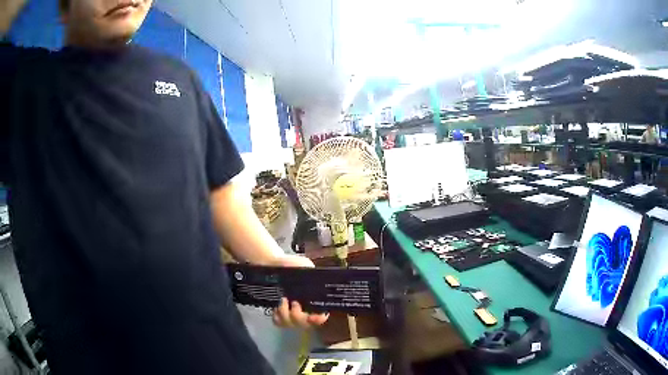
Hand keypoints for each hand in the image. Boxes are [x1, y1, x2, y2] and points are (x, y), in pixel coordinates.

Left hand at [270, 255, 329, 328]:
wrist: (274, 265)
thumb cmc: (291, 265)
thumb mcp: (303, 264)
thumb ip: (308, 269)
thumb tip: (310, 272)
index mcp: (315, 299)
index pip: (321, 316)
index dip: (318, 319)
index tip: (312, 316)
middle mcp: (305, 310)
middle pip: (305, 324)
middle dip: (298, 315)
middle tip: (294, 303)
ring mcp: (291, 314)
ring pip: (290, 324)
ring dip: (285, 314)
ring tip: (283, 300)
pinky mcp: (279, 314)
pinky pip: (278, 322)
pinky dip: (277, 316)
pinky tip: (276, 306)